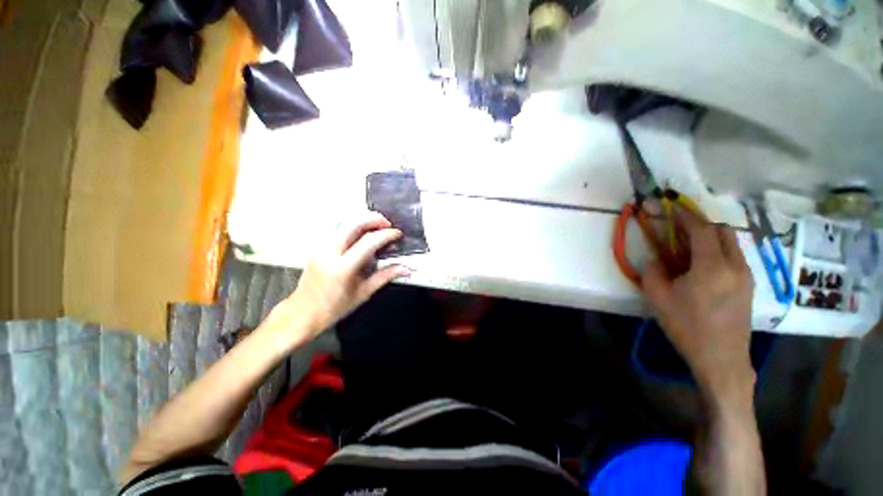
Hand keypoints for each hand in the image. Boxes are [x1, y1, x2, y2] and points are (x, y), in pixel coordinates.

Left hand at [262, 212, 409, 348]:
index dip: (386, 234)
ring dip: (363, 220)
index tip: (397, 234)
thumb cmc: (333, 308)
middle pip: (353, 222)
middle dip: (374, 218)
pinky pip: (337, 228)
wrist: (303, 313)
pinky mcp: (317, 246)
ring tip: (377, 227)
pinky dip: (353, 226)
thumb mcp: (364, 292)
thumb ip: (386, 276)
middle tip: (388, 225)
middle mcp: (329, 252)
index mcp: (342, 267)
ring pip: (344, 221)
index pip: (368, 241)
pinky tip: (362, 234)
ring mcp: (320, 247)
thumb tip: (406, 269)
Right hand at [641, 207, 755, 404]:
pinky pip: (734, 257)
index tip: (673, 207)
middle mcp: (735, 265)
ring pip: (731, 243)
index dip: (686, 216)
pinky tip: (703, 266)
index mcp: (711, 267)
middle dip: (701, 224)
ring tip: (689, 247)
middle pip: (723, 231)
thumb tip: (656, 258)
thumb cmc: (687, 327)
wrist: (721, 358)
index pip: (701, 230)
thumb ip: (653, 271)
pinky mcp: (749, 286)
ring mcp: (746, 276)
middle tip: (680, 228)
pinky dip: (718, 251)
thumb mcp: (658, 298)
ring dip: (711, 237)